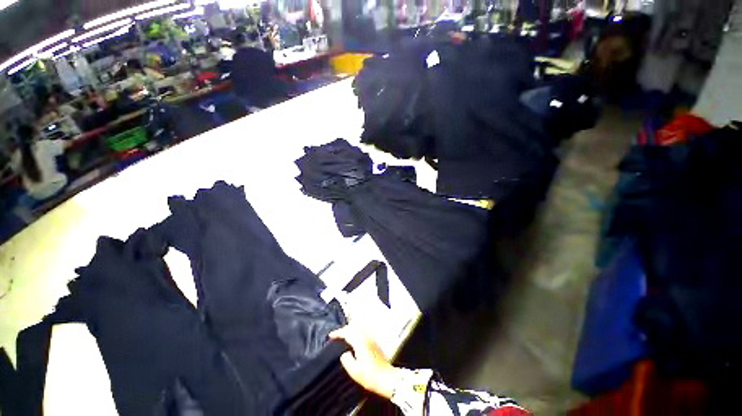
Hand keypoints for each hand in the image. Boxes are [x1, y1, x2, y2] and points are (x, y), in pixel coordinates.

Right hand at [329, 325, 401, 398]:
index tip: (331, 335)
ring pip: (359, 328)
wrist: (387, 378)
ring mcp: (371, 339)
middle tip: (337, 335)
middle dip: (344, 329)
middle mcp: (366, 337)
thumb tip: (344, 353)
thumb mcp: (354, 371)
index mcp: (360, 342)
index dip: (338, 333)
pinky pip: (363, 332)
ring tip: (344, 336)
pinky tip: (354, 340)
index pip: (347, 332)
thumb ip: (347, 360)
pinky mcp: (374, 342)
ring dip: (351, 329)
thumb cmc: (370, 376)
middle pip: (354, 327)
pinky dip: (356, 332)